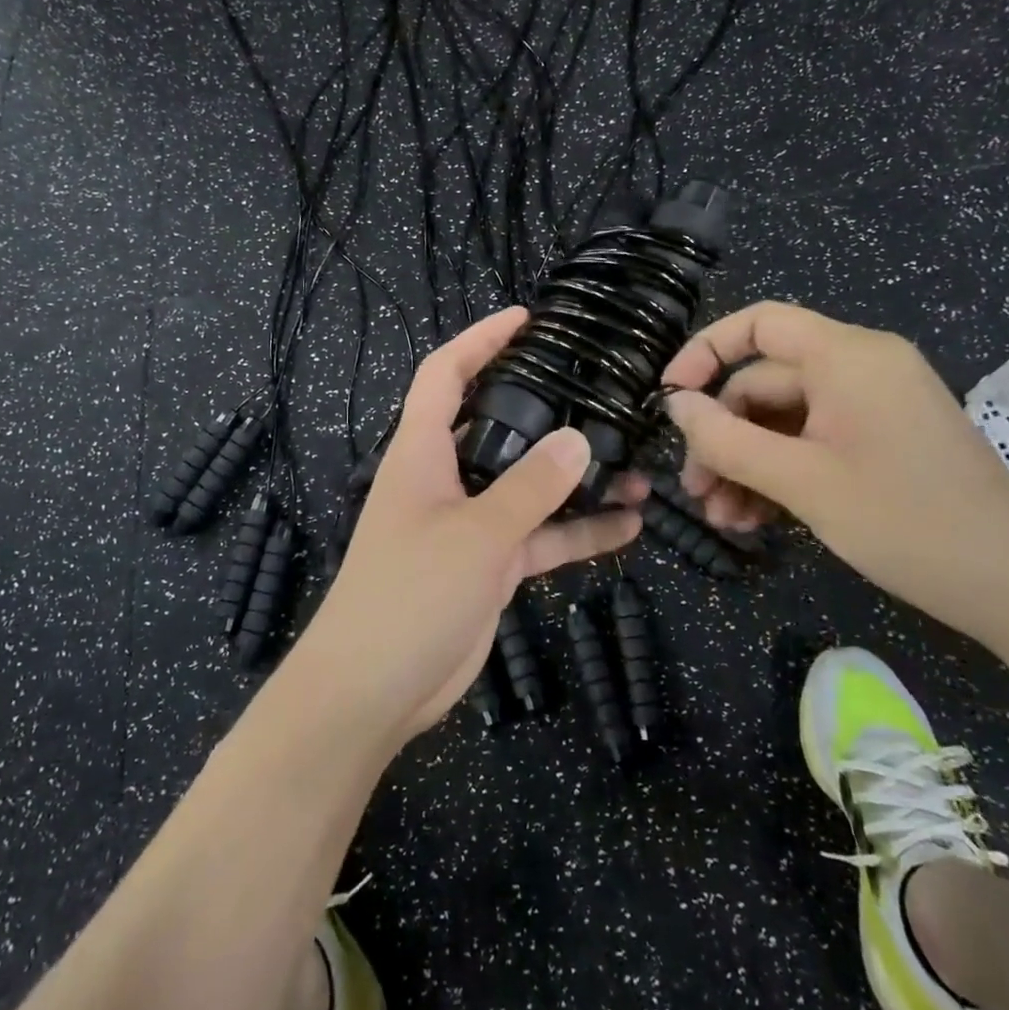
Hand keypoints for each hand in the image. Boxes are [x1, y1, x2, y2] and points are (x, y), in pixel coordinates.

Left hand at [288, 307, 643, 749]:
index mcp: (421, 452)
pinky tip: (628, 527)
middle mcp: (444, 478)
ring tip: (636, 464)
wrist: (372, 691)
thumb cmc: (408, 594)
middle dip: (542, 404)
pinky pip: (539, 538)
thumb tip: (578, 439)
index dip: (479, 339)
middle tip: (596, 387)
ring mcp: (469, 523)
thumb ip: (528, 488)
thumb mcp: (475, 535)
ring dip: (575, 478)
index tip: (525, 319)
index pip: (444, 374)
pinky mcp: (488, 565)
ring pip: (527, 485)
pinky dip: (577, 532)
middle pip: (494, 423)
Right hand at [660, 302, 1008, 641]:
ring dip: (745, 464)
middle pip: (763, 383)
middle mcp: (858, 368)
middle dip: (722, 436)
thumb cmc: (906, 521)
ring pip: (782, 420)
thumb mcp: (801, 482)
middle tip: (696, 490)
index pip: (758, 324)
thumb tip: (674, 406)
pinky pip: (811, 442)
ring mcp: (871, 406)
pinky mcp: (880, 441)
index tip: (670, 399)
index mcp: (846, 356)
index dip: (704, 351)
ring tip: (723, 518)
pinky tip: (755, 519)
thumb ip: (727, 439)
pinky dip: (779, 474)